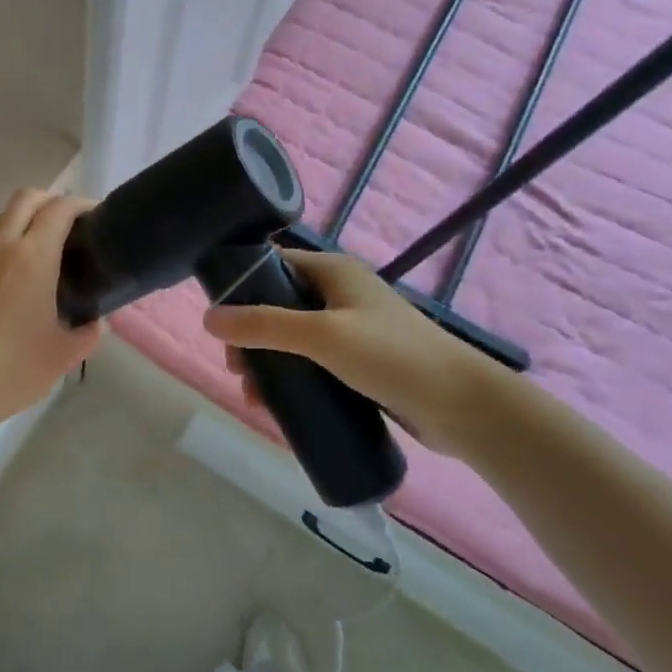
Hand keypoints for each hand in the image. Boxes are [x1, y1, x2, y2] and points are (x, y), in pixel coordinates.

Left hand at [0, 189, 102, 440]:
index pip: (59, 209)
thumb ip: (88, 334)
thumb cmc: (10, 372)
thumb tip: (95, 323)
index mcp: (32, 258)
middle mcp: (0, 247)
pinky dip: (2, 243)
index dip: (81, 205)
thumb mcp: (62, 357)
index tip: (96, 217)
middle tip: (70, 225)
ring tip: (39, 248)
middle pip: (25, 198)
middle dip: (51, 201)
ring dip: (22, 218)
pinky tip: (11, 279)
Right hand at [203, 250, 489, 451]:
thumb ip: (264, 325)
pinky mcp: (362, 364)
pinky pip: (314, 365)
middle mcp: (341, 294)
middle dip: (252, 337)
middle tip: (237, 370)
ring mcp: (353, 330)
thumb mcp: (321, 336)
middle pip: (278, 306)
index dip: (242, 287)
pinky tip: (281, 406)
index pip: (274, 265)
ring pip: (294, 340)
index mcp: (334, 271)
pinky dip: (294, 379)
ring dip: (269, 364)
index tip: (219, 321)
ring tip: (255, 398)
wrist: (463, 407)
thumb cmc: (391, 357)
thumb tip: (208, 318)